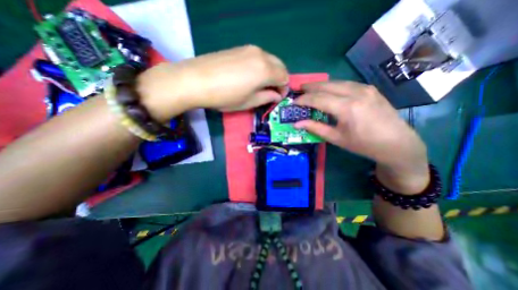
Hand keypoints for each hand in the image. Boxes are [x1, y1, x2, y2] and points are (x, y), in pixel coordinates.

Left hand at [134, 45, 286, 121]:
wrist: (196, 80)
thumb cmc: (225, 96)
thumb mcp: (249, 102)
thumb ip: (267, 97)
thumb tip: (277, 95)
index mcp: (266, 70)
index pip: (284, 77)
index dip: (284, 89)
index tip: (277, 97)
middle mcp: (261, 55)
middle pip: (280, 66)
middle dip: (280, 79)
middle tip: (271, 91)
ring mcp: (249, 49)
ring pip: (270, 60)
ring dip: (271, 72)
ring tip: (261, 85)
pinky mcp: (240, 48)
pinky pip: (259, 57)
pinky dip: (262, 66)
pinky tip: (251, 76)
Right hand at [293, 81, 430, 194]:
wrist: (397, 143)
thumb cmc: (363, 144)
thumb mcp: (336, 138)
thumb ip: (315, 128)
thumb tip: (297, 124)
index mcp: (347, 108)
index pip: (318, 99)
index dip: (304, 99)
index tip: (294, 102)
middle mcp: (356, 93)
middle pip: (327, 86)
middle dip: (310, 87)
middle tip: (299, 90)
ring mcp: (365, 89)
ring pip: (337, 82)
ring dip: (321, 85)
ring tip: (310, 88)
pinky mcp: (370, 89)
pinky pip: (347, 84)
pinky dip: (334, 86)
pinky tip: (329, 90)